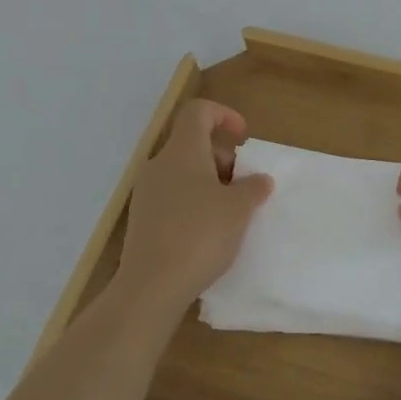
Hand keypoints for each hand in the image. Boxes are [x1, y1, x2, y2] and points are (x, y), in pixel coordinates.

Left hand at [117, 100, 273, 315]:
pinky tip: (209, 233)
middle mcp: (159, 165)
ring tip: (231, 213)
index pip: (198, 112)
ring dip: (211, 184)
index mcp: (182, 151)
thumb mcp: (239, 209)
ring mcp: (146, 193)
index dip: (224, 115)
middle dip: (223, 159)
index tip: (243, 138)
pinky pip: (173, 197)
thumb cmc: (200, 235)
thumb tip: (259, 180)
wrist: (151, 287)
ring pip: (184, 173)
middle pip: (193, 144)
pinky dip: (194, 203)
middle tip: (244, 187)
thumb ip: (253, 188)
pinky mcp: (141, 220)